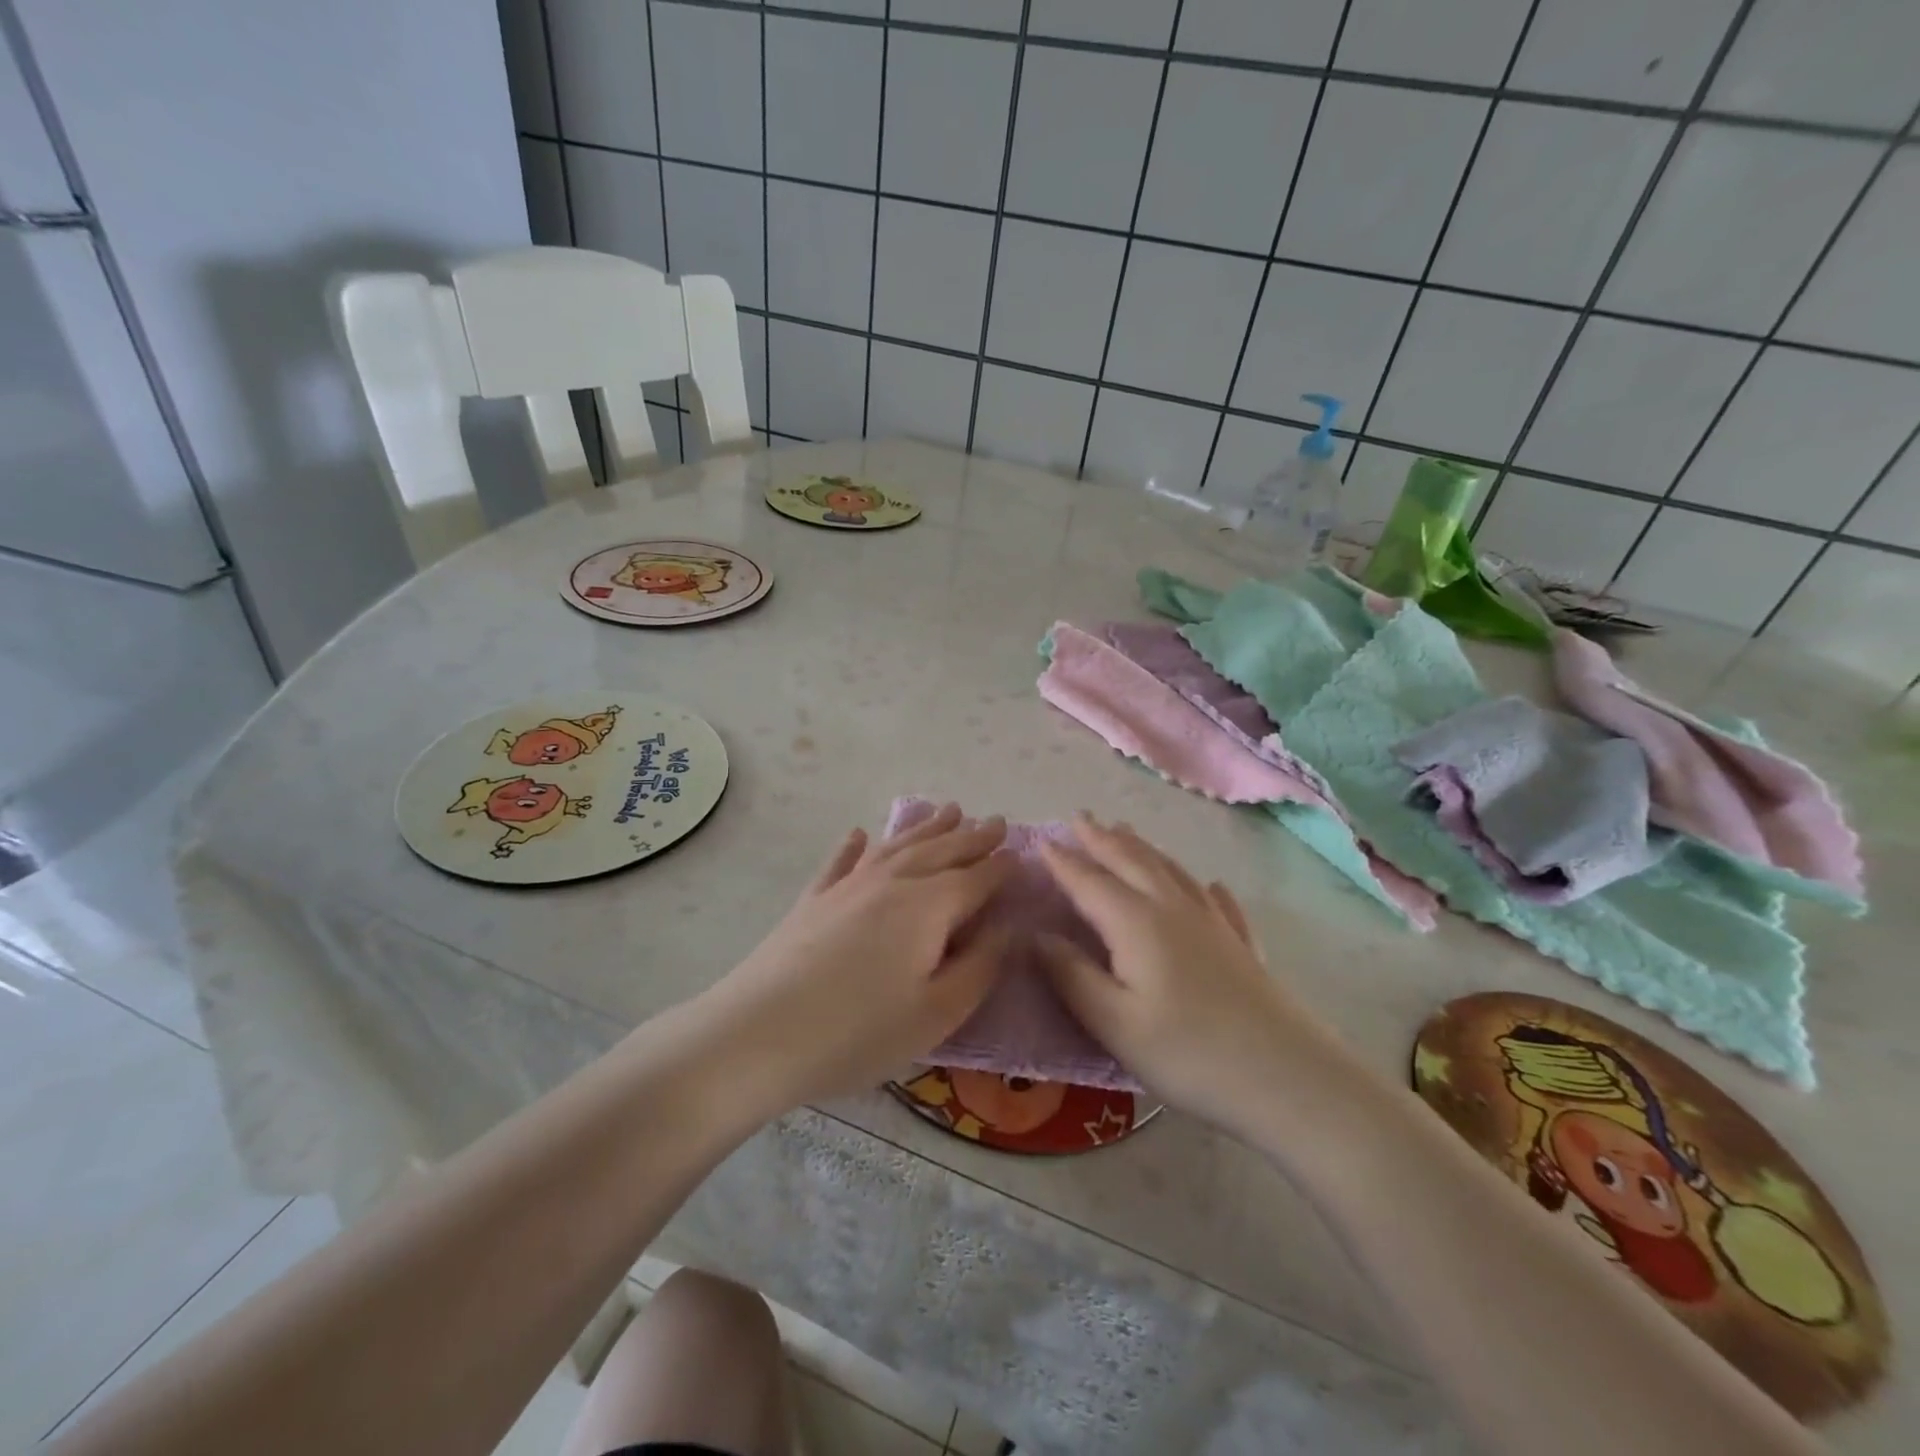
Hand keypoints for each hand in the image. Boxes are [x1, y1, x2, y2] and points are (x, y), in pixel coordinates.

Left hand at [698, 803, 1014, 1107]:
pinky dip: (854, 846)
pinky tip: (858, 834)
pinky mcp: (814, 899)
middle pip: (941, 851)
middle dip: (972, 836)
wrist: (759, 1033)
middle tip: (995, 821)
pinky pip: (841, 861)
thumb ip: (979, 967)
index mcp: (929, 906)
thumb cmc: (859, 1032)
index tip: (1022, 855)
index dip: (1002, 867)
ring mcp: (848, 885)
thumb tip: (1007, 927)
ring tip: (948, 810)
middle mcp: (892, 882)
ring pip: (897, 845)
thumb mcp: (936, 1013)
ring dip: (926, 827)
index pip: (977, 877)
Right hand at [1036, 815, 1345, 1139]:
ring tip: (1124, 831)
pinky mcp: (1241, 944)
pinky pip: (1217, 901)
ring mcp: (1213, 923)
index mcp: (1135, 923)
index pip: (1089, 881)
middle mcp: (1172, 908)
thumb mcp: (1114, 1023)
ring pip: (1170, 871)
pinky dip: (1203, 886)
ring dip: (1142, 848)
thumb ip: (1071, 976)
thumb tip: (1035, 936)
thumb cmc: (1189, 1054)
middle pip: (1131, 862)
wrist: (1289, 1078)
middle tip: (1080, 817)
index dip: (1063, 861)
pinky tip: (1209, 885)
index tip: (1040, 840)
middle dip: (1101, 838)